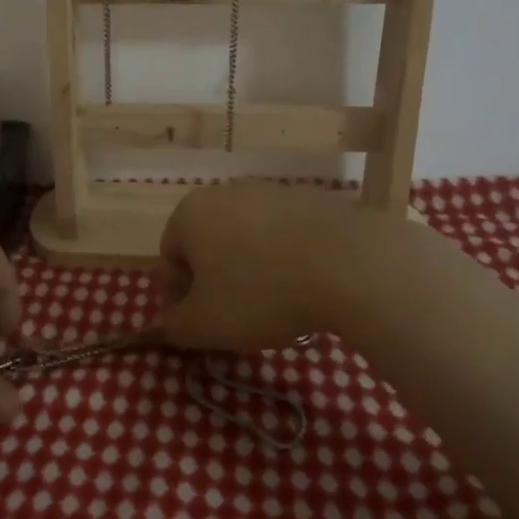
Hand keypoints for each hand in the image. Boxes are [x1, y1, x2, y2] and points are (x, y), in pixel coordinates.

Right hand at [157, 184, 399, 351]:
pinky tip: (305, 288)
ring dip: (251, 272)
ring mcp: (270, 191)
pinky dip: (286, 261)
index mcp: (189, 214)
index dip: (180, 299)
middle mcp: (224, 192)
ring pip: (246, 240)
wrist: (349, 263)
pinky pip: (284, 236)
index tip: (202, 327)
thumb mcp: (204, 325)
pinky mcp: (309, 199)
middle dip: (216, 284)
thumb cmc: (260, 293)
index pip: (169, 260)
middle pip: (208, 246)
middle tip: (236, 320)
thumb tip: (169, 325)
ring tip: (275, 307)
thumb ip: (175, 327)